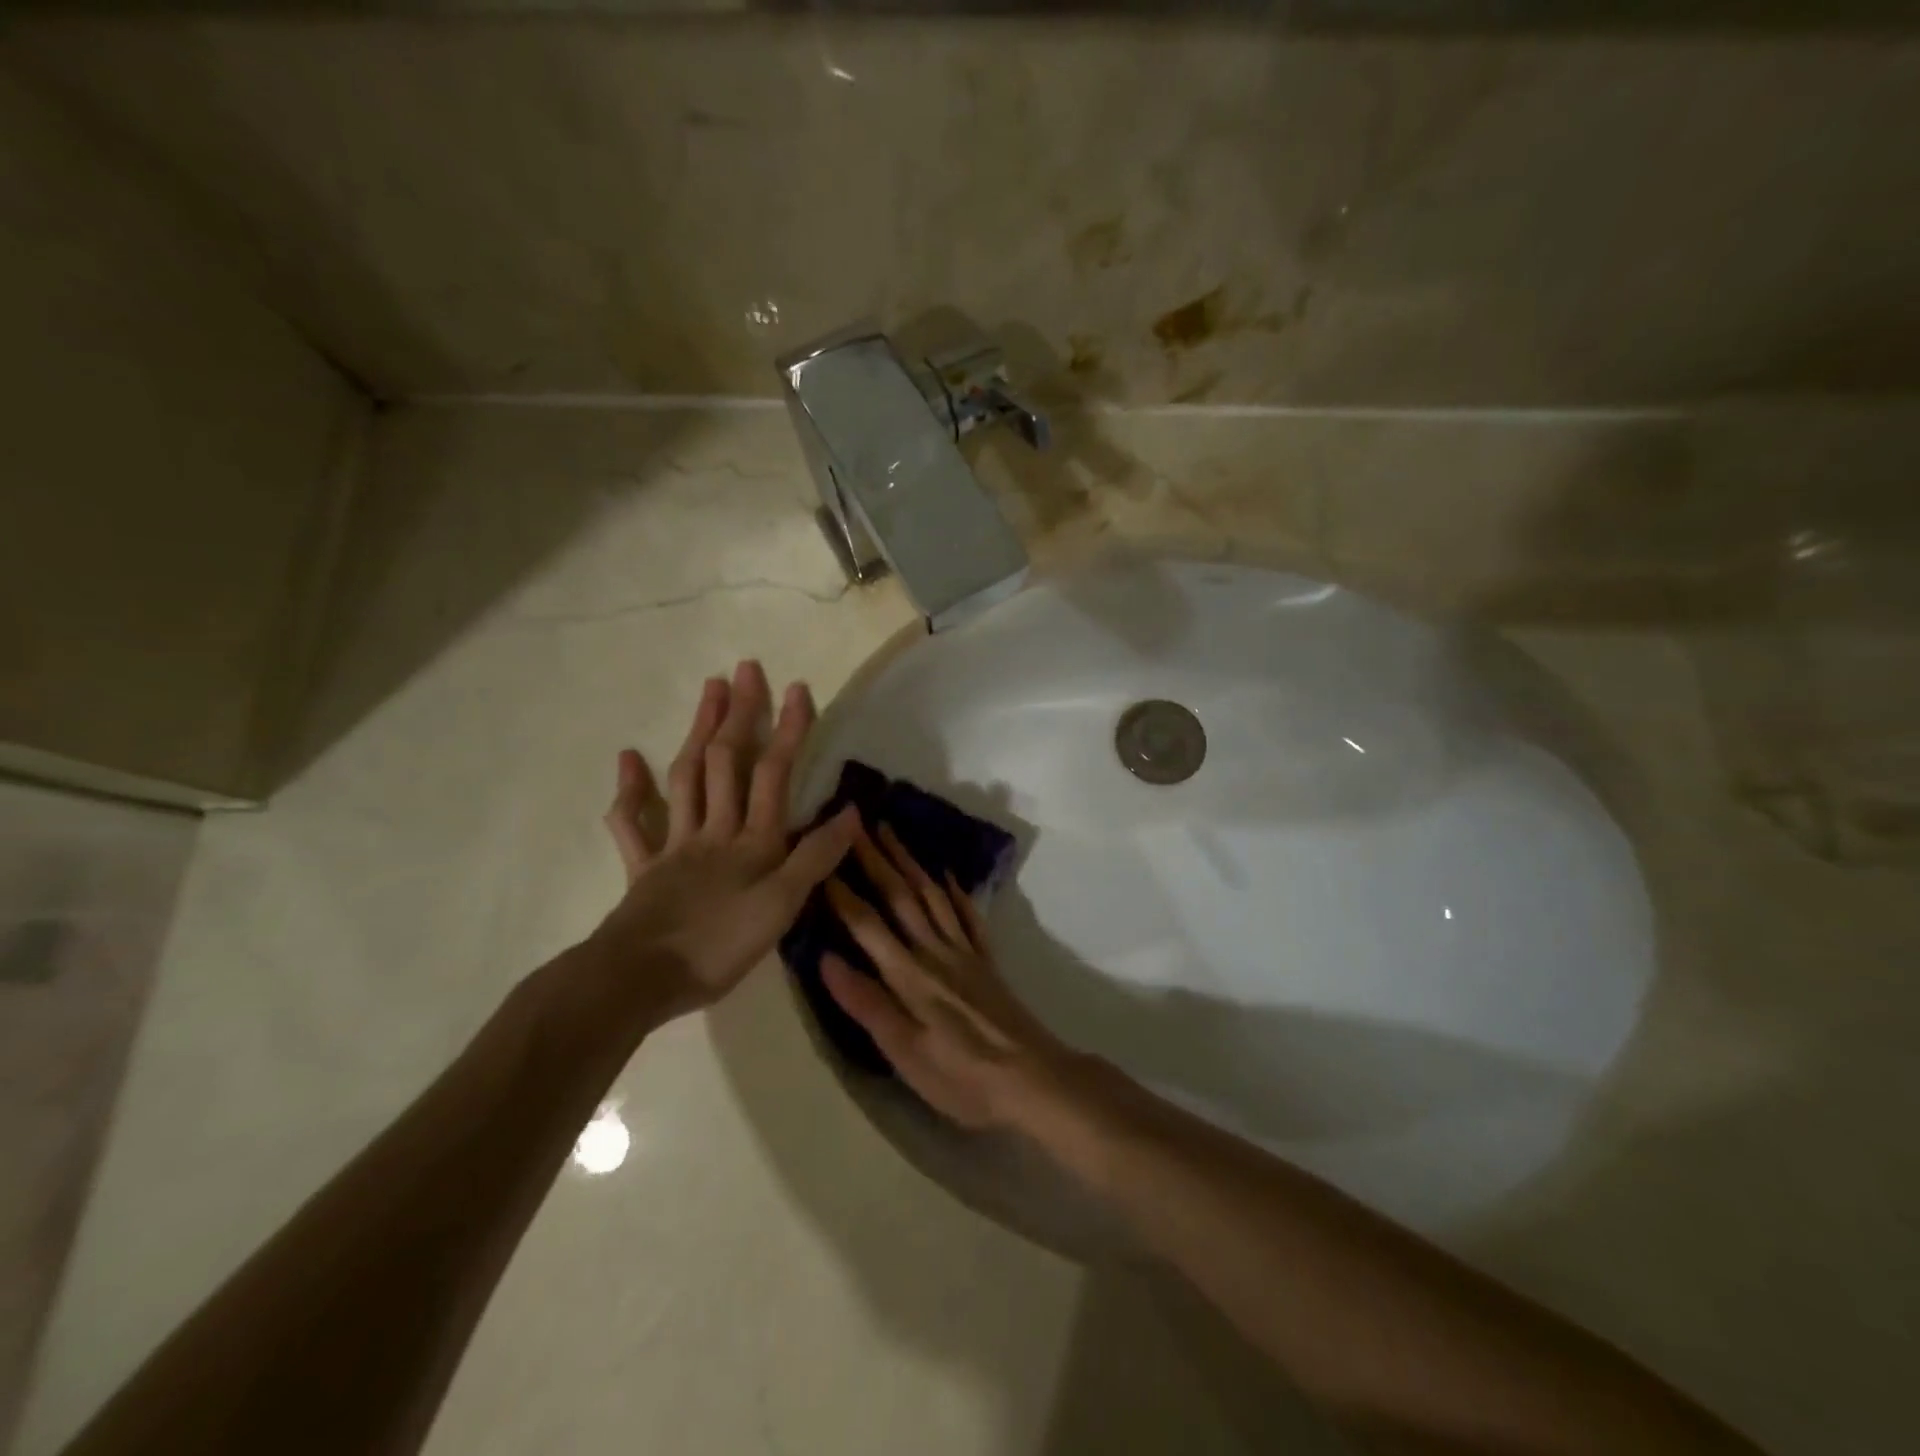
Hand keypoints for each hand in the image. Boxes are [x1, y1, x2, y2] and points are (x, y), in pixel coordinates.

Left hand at [590, 660, 857, 1025]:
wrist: (638, 979)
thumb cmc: (719, 946)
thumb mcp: (783, 907)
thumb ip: (815, 858)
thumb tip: (851, 813)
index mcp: (752, 841)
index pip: (775, 774)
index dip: (789, 731)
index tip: (798, 688)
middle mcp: (714, 831)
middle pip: (727, 763)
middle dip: (740, 714)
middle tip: (745, 669)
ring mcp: (674, 845)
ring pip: (687, 778)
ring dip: (698, 732)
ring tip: (708, 691)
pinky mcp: (643, 868)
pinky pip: (633, 824)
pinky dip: (629, 791)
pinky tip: (628, 759)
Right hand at [821, 824, 1078, 1130]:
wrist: (1032, 1077)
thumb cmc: (961, 1076)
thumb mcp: (904, 1053)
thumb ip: (867, 1004)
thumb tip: (825, 958)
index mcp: (908, 975)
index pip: (867, 923)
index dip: (842, 890)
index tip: (821, 857)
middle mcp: (934, 952)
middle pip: (901, 896)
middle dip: (876, 857)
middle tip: (857, 822)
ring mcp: (964, 952)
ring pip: (932, 895)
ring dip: (910, 862)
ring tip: (893, 834)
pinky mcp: (986, 961)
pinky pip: (969, 915)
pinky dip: (957, 891)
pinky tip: (949, 875)